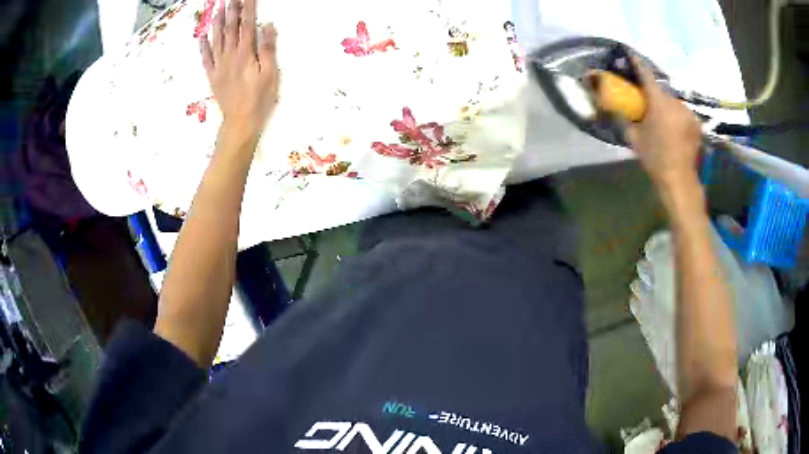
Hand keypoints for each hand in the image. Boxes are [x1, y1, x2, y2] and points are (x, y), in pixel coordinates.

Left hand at [200, 0, 278, 139]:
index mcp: (246, 54)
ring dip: (217, 22)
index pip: (247, 24)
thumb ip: (267, 49)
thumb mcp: (270, 74)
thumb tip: (266, 26)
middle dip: (231, 10)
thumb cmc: (259, 99)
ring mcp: (219, 66)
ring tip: (217, 8)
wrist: (240, 122)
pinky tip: (202, 36)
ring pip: (216, 39)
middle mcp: (230, 56)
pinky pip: (206, 59)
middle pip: (230, 28)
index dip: (248, 8)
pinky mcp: (213, 76)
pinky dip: (203, 47)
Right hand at [624, 58, 702, 192]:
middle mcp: (676, 103)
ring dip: (666, 107)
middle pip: (661, 91)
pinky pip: (683, 114)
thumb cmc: (655, 158)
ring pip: (673, 103)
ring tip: (663, 122)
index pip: (646, 75)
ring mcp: (688, 113)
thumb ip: (625, 118)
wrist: (679, 180)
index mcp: (659, 103)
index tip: (629, 54)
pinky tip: (674, 130)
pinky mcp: (696, 124)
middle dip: (654, 95)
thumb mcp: (634, 138)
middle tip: (648, 106)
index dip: (637, 63)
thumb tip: (613, 107)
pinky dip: (677, 117)